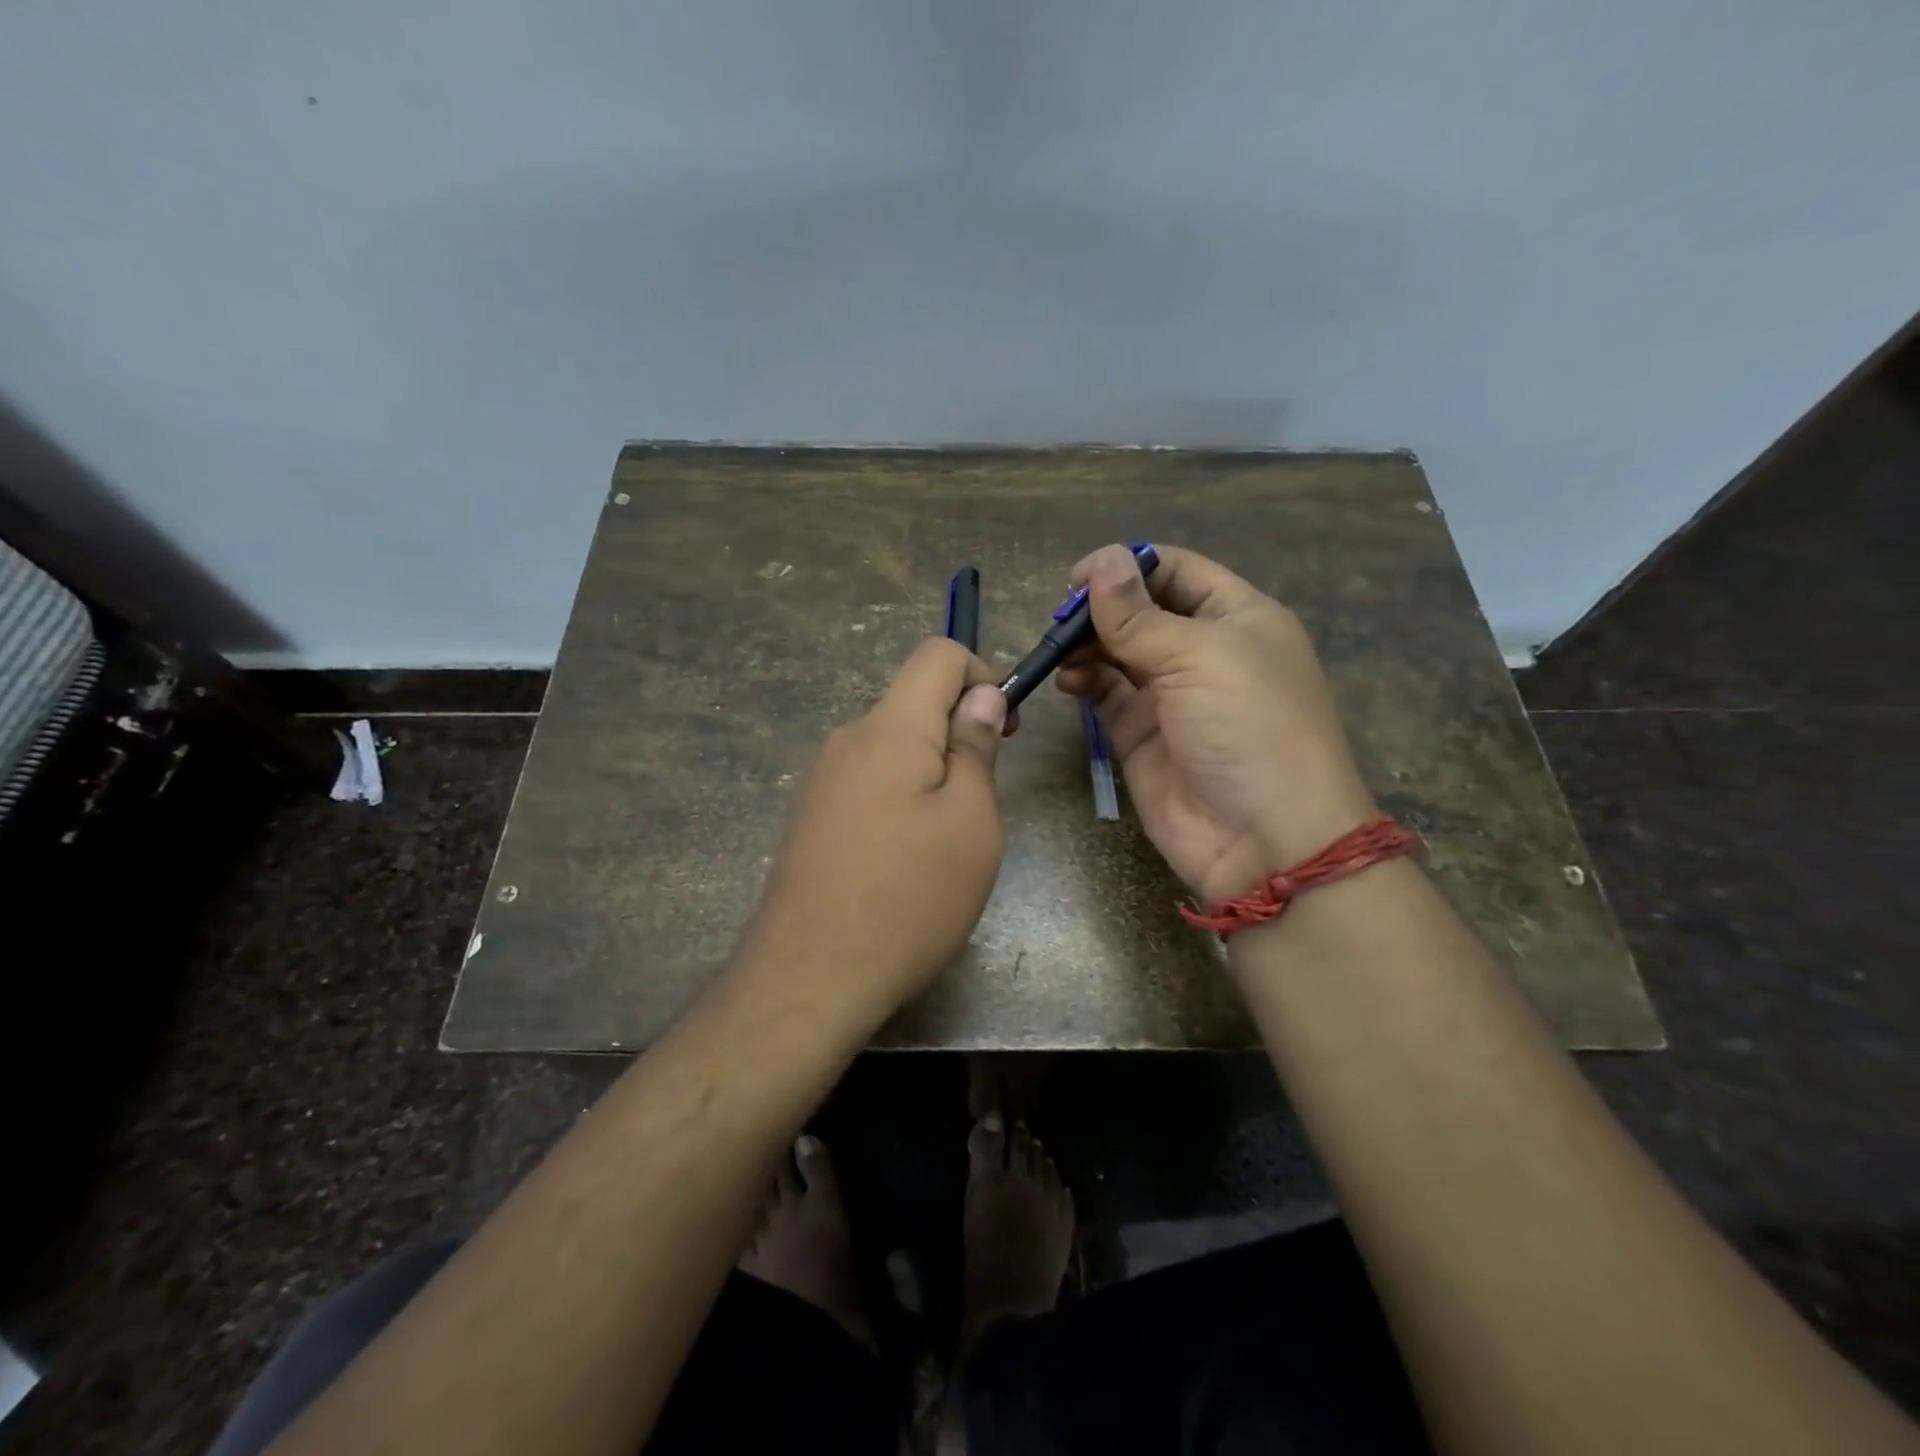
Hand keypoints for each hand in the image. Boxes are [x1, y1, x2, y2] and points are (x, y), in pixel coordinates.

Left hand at [746, 638, 1007, 1019]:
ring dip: (931, 771)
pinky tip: (903, 860)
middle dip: (958, 733)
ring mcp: (821, 779)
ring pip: (892, 747)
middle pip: (913, 702)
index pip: (938, 654)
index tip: (1005, 730)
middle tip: (980, 803)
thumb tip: (982, 697)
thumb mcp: (970, 822)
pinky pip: (868, 782)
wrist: (809, 978)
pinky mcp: (810, 816)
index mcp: (889, 727)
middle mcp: (847, 739)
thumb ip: (976, 748)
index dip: (983, 674)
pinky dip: (900, 797)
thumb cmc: (909, 898)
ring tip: (944, 842)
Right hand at [1056, 544, 1376, 904]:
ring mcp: (1170, 694)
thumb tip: (1100, 561)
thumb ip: (1139, 615)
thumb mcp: (1199, 657)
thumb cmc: (1248, 727)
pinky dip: (1083, 681)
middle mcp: (1203, 650)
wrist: (1263, 838)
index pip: (1177, 571)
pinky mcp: (1141, 733)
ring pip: (1117, 651)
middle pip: (1141, 610)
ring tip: (1059, 651)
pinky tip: (1067, 681)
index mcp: (1237, 617)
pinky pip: (1105, 694)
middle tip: (1060, 619)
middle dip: (1100, 608)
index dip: (1128, 565)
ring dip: (1086, 644)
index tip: (1078, 577)